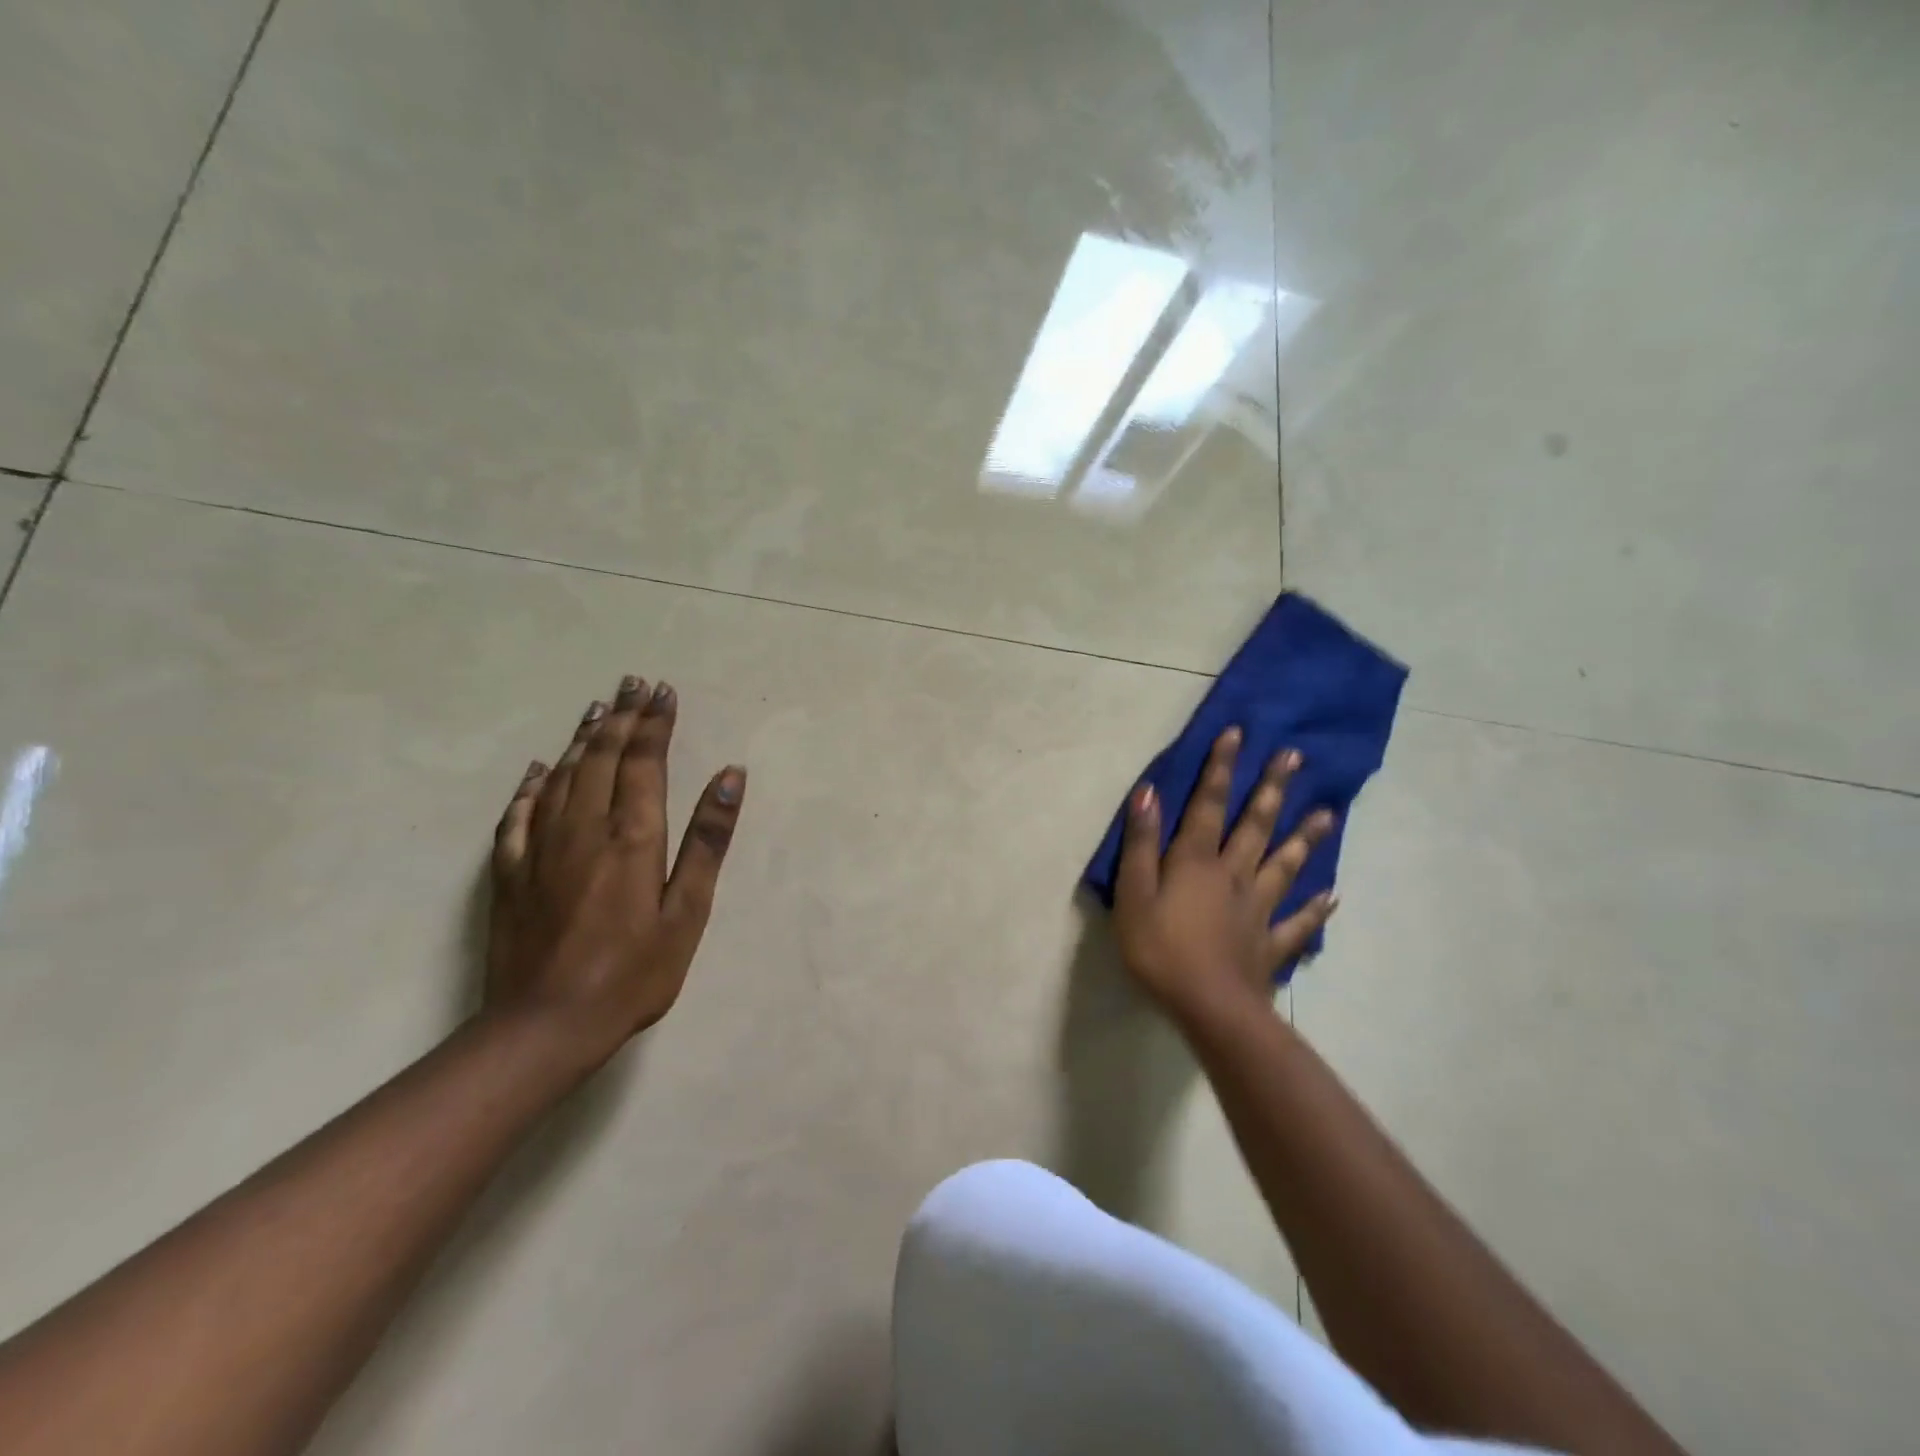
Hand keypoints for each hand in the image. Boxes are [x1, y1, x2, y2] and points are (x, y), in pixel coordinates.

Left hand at [486, 675, 745, 1065]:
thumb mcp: (687, 912)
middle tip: (632, 684)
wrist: (544, 1025)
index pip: (644, 761)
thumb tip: (730, 776)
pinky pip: (519, 812)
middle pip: (602, 757)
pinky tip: (541, 768)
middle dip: (621, 717)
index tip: (663, 691)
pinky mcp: (510, 871)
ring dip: (584, 738)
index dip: (655, 723)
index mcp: (631, 835)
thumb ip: (707, 840)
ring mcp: (540, 847)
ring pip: (563, 775)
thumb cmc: (633, 972)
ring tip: (598, 708)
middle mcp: (583, 827)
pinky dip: (533, 784)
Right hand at [1112, 727, 1337, 1024]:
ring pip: (1284, 865)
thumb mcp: (1134, 894)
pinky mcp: (1271, 943)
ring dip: (1304, 838)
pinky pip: (1298, 922)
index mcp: (1197, 861)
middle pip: (1255, 825)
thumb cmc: (1160, 949)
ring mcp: (1258, 909)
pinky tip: (1334, 896)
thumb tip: (1149, 791)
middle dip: (1272, 789)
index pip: (1209, 804)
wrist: (1209, 1008)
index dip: (1221, 768)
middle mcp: (1233, 875)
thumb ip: (1140, 844)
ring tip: (1327, 814)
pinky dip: (1315, 908)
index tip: (1239, 734)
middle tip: (1295, 757)